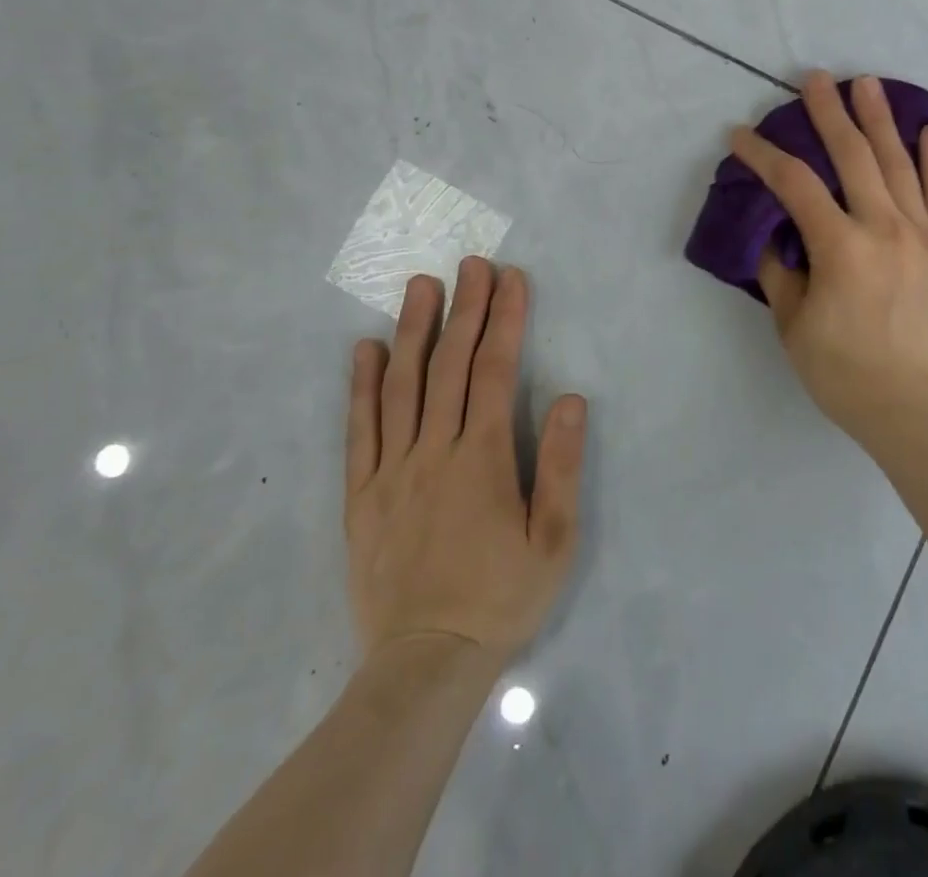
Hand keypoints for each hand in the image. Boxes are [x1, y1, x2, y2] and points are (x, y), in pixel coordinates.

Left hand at [345, 259, 587, 664]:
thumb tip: (568, 397)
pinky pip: (359, 431)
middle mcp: (434, 451)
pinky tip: (365, 350)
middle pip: (449, 365)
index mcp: (482, 458)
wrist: (426, 664)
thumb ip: (560, 465)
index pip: (494, 371)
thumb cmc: (501, 598)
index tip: (510, 278)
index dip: (504, 319)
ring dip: (413, 330)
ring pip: (401, 386)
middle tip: (471, 263)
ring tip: (420, 285)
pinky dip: (361, 386)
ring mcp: (391, 471)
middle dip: (465, 308)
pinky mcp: (361, 496)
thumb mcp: (554, 540)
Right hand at [730, 72, 927, 459]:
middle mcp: (884, 228)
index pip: (794, 185)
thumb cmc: (848, 376)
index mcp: (840, 247)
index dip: (763, 156)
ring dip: (881, 120)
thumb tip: (772, 236)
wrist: (923, 413)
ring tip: (868, 84)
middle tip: (815, 79)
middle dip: (829, 114)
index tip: (740, 136)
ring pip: (900, 165)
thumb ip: (780, 274)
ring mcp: (925, 236)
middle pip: (853, 156)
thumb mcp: (795, 329)